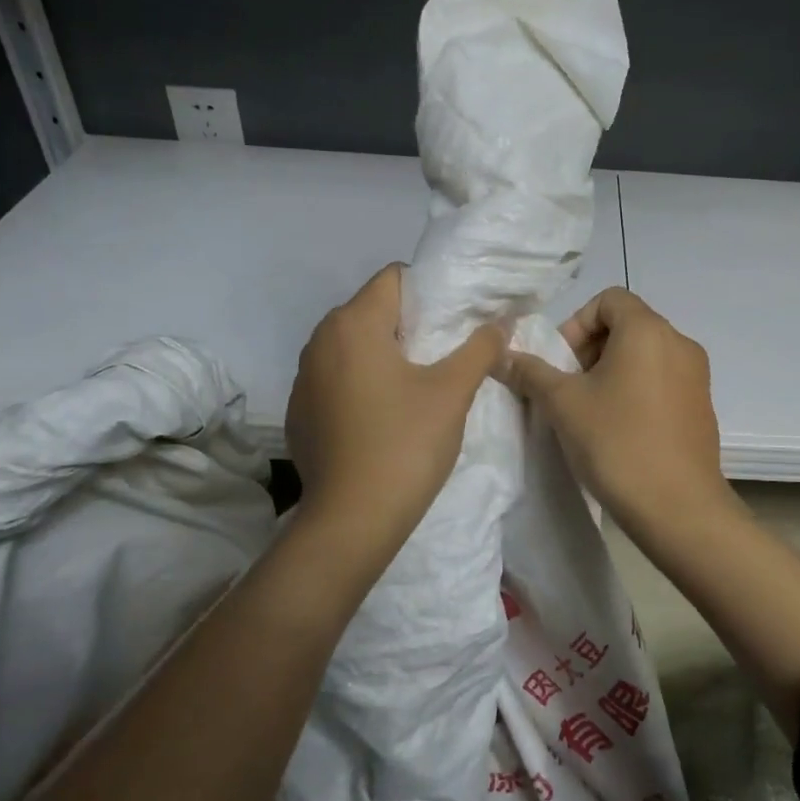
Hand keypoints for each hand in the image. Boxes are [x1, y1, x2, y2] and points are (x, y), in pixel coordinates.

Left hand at [286, 264, 507, 568]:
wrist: (351, 521)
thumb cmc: (405, 444)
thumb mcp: (452, 392)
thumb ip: (479, 348)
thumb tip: (500, 322)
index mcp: (353, 324)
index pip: (394, 278)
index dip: (430, 292)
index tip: (456, 320)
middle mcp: (319, 341)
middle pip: (372, 311)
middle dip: (410, 324)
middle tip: (447, 351)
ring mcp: (303, 379)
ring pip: (353, 347)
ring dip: (386, 355)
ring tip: (419, 384)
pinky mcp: (299, 413)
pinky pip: (337, 379)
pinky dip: (362, 384)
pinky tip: (385, 417)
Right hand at [500, 288, 736, 543]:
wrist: (678, 507)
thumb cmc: (617, 443)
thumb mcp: (563, 405)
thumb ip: (531, 373)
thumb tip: (502, 356)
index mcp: (648, 330)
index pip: (609, 299)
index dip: (576, 323)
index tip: (562, 363)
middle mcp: (680, 342)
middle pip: (628, 325)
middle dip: (591, 349)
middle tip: (570, 388)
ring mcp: (697, 375)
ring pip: (646, 355)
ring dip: (613, 371)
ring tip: (591, 412)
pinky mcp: (702, 405)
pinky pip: (664, 380)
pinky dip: (638, 390)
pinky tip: (621, 429)